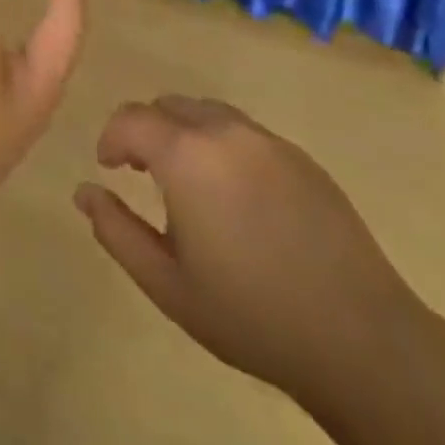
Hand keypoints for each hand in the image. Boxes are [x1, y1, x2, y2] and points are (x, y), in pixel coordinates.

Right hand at [75, 96, 420, 401]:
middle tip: (145, 175)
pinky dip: (224, 147)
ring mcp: (268, 140)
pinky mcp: (301, 157)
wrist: (360, 339)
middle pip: (170, 106)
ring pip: (209, 113)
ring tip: (190, 185)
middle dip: (148, 131)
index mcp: (186, 155)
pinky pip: (246, 133)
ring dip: (186, 134)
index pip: (132, 118)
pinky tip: (238, 198)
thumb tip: (84, 191)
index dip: (112, 138)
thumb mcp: (166, 283)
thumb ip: (116, 230)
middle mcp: (225, 131)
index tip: (109, 168)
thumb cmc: (250, 314)